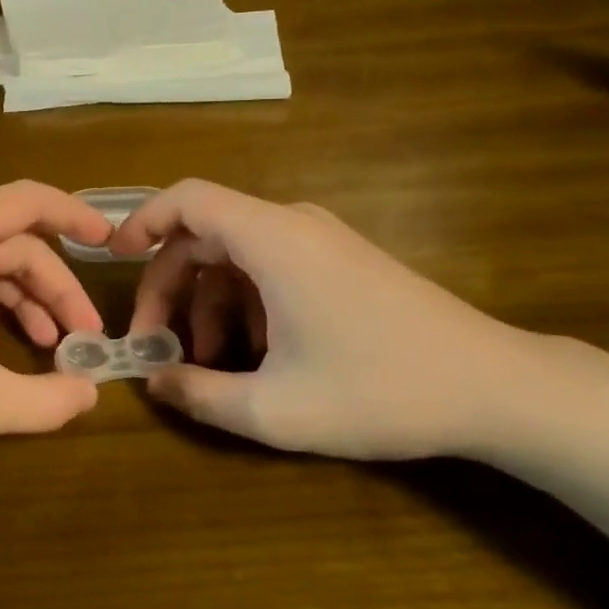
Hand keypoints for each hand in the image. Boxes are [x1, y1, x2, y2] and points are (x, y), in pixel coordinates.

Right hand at [114, 179, 525, 459]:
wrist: (495, 388)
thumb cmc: (381, 391)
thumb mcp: (274, 409)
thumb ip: (199, 395)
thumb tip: (154, 382)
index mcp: (273, 240)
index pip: (188, 198)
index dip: (142, 221)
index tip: (112, 259)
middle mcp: (294, 227)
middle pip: (205, 234)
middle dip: (168, 286)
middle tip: (155, 344)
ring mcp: (322, 243)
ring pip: (236, 256)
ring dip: (207, 303)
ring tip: (207, 365)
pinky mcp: (341, 264)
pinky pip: (270, 268)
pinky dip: (244, 304)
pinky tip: (252, 357)